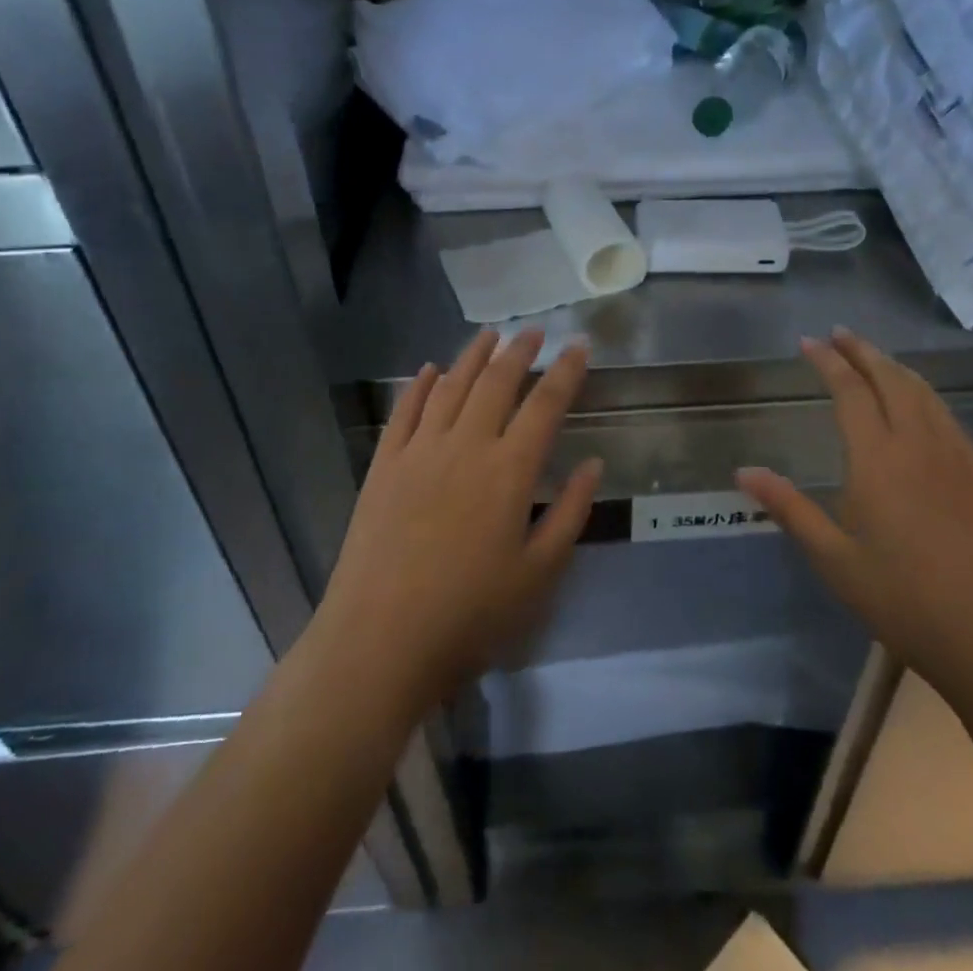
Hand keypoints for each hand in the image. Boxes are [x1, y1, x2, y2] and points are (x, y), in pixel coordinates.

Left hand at [314, 328, 601, 714]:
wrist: (379, 640)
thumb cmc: (470, 614)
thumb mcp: (539, 574)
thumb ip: (570, 513)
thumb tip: (593, 464)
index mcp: (509, 470)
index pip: (546, 405)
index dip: (566, 371)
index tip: (579, 345)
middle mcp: (466, 445)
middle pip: (497, 382)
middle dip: (520, 351)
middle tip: (535, 331)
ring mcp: (419, 450)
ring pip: (451, 386)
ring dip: (473, 356)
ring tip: (490, 336)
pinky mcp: (384, 465)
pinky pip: (404, 411)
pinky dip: (419, 385)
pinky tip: (429, 371)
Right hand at [739, 328, 972, 701]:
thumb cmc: (911, 601)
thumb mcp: (838, 562)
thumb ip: (791, 510)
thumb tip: (744, 472)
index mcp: (878, 459)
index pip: (851, 392)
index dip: (829, 362)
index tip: (809, 341)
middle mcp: (919, 443)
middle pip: (892, 379)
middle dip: (864, 351)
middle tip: (841, 333)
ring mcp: (958, 456)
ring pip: (925, 393)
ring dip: (895, 367)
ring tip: (875, 358)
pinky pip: (947, 414)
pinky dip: (924, 393)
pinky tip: (922, 407)